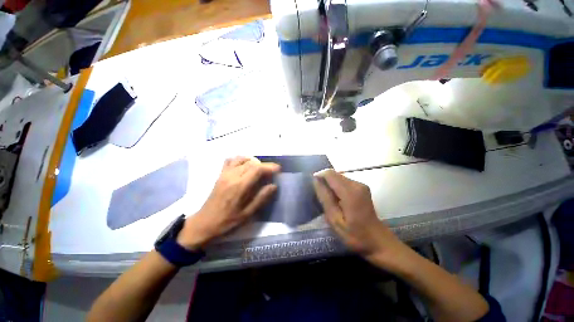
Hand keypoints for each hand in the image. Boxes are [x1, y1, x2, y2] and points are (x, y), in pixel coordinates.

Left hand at [177, 156, 279, 249]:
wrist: (204, 223)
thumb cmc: (227, 221)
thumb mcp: (248, 214)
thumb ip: (261, 198)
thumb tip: (273, 186)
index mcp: (240, 186)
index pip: (257, 169)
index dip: (269, 167)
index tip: (278, 169)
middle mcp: (232, 176)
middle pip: (251, 162)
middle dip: (264, 165)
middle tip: (271, 172)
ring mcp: (225, 174)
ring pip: (241, 159)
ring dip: (253, 161)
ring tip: (259, 169)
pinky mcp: (220, 175)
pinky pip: (230, 160)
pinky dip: (240, 159)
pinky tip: (244, 166)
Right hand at [313, 169, 405, 265]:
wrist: (378, 241)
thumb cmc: (355, 235)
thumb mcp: (335, 220)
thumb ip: (325, 198)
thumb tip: (316, 181)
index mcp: (350, 192)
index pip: (330, 174)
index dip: (319, 176)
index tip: (313, 186)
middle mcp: (357, 184)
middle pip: (335, 174)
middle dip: (324, 181)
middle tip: (320, 195)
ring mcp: (361, 185)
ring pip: (339, 177)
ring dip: (330, 184)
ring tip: (327, 198)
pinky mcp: (362, 187)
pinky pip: (344, 181)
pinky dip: (337, 187)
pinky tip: (336, 199)